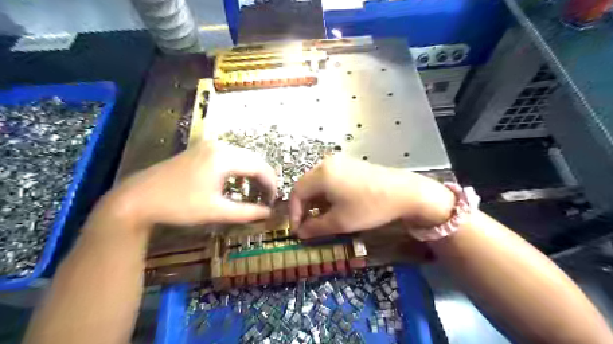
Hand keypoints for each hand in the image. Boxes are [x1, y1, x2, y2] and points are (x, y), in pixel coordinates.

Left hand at [104, 141, 276, 228]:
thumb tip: (269, 213)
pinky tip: (238, 183)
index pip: (260, 167)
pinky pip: (230, 157)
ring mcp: (208, 146)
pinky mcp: (201, 150)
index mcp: (224, 157)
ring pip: (242, 157)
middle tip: (266, 197)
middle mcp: (219, 146)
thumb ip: (247, 212)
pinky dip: (239, 170)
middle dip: (264, 178)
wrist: (137, 199)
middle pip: (253, 159)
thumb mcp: (216, 211)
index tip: (273, 201)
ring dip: (252, 174)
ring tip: (255, 192)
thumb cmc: (179, 205)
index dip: (271, 184)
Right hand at [290, 156, 453, 239]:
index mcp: (321, 174)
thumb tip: (301, 233)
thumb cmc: (369, 207)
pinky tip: (335, 206)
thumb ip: (315, 228)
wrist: (405, 192)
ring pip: (318, 183)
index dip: (293, 213)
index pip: (296, 192)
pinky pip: (330, 179)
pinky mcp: (351, 165)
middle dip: (304, 207)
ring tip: (321, 219)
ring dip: (316, 202)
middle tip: (307, 226)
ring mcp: (340, 162)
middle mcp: (327, 163)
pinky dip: (327, 194)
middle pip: (306, 186)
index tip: (297, 230)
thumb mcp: (340, 222)